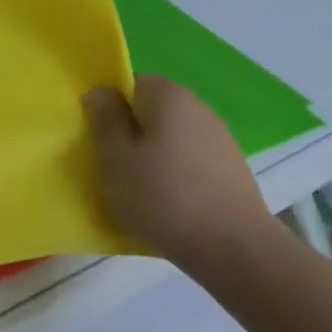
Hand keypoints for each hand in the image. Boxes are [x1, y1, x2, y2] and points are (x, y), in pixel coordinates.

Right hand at [83, 75, 274, 280]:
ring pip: (171, 138)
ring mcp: (220, 138)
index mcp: (168, 95)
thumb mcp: (115, 158)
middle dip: (131, 134)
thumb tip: (100, 92)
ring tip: (139, 191)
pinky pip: (190, 162)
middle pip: (152, 111)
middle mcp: (198, 107)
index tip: (98, 139)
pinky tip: (169, 205)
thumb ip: (105, 120)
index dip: (110, 109)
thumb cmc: (163, 196)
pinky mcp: (232, 169)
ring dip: (153, 157)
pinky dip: (176, 176)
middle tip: (113, 167)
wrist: (233, 248)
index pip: (130, 84)